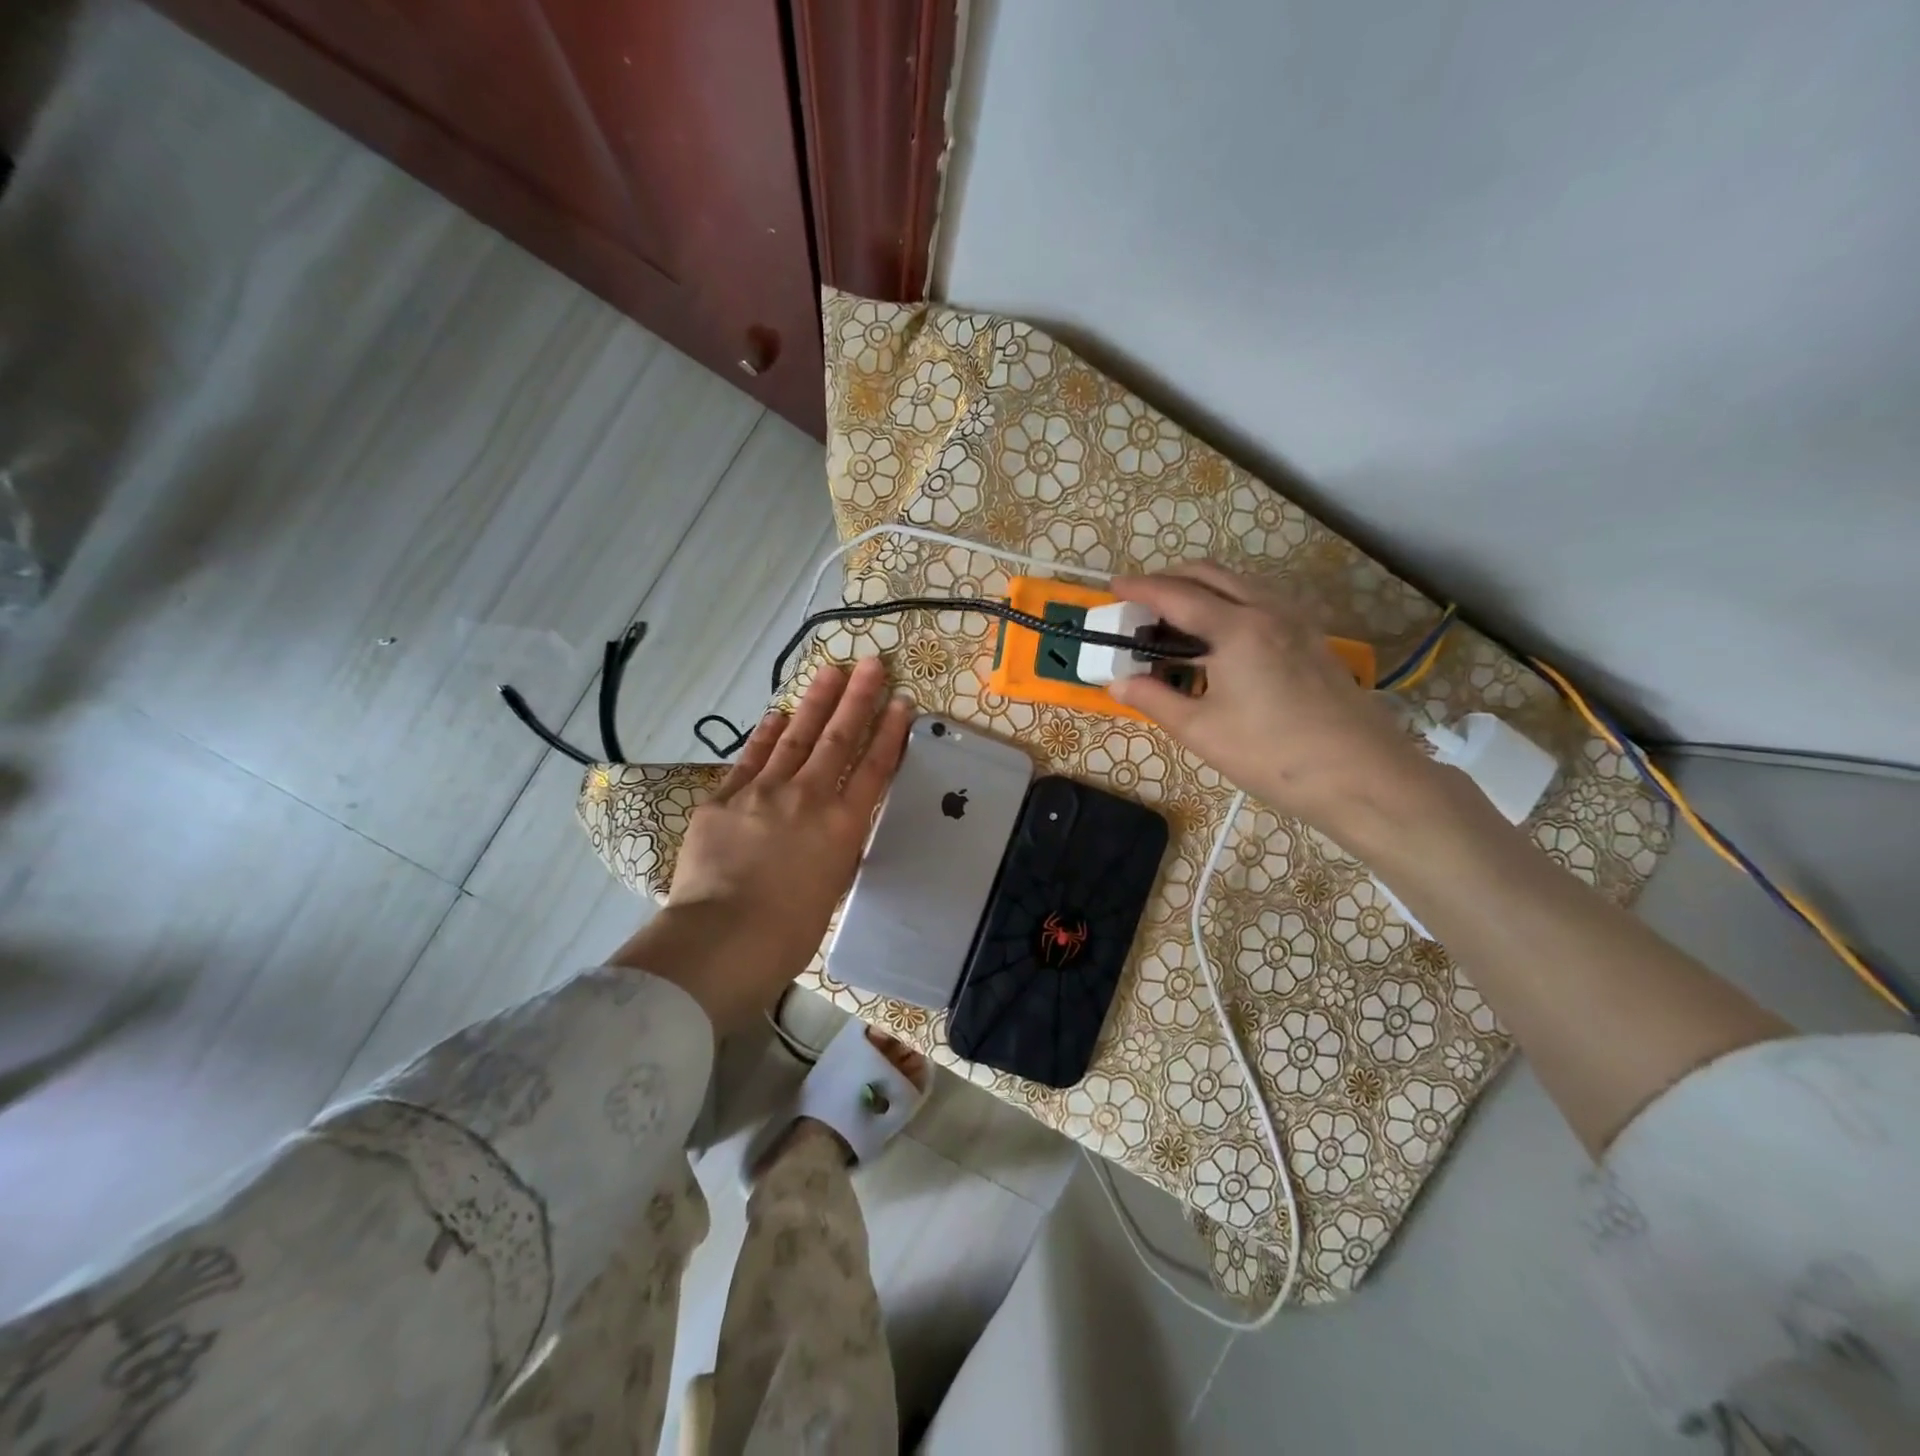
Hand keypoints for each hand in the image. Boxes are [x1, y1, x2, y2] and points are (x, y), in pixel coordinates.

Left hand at [611, 658, 912, 1031]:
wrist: (724, 938)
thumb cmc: (789, 932)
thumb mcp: (830, 888)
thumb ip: (834, 850)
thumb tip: (830, 833)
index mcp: (843, 825)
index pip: (875, 768)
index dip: (890, 732)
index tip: (901, 703)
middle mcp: (809, 797)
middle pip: (838, 738)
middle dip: (858, 699)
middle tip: (872, 664)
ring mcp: (764, 792)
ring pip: (796, 737)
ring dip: (815, 702)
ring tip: (830, 672)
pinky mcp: (724, 798)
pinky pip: (750, 759)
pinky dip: (765, 736)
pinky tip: (776, 715)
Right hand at [1106, 562, 1434, 835]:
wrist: (1362, 775)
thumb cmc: (1273, 754)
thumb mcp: (1202, 731)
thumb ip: (1155, 699)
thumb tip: (1118, 683)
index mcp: (1237, 628)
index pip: (1176, 595)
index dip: (1140, 588)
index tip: (1113, 587)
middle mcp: (1268, 611)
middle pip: (1211, 574)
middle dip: (1170, 579)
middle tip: (1141, 602)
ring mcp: (1296, 622)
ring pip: (1240, 584)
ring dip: (1203, 589)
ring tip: (1176, 620)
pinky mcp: (1311, 639)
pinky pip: (1261, 602)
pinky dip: (1229, 603)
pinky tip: (1221, 639)